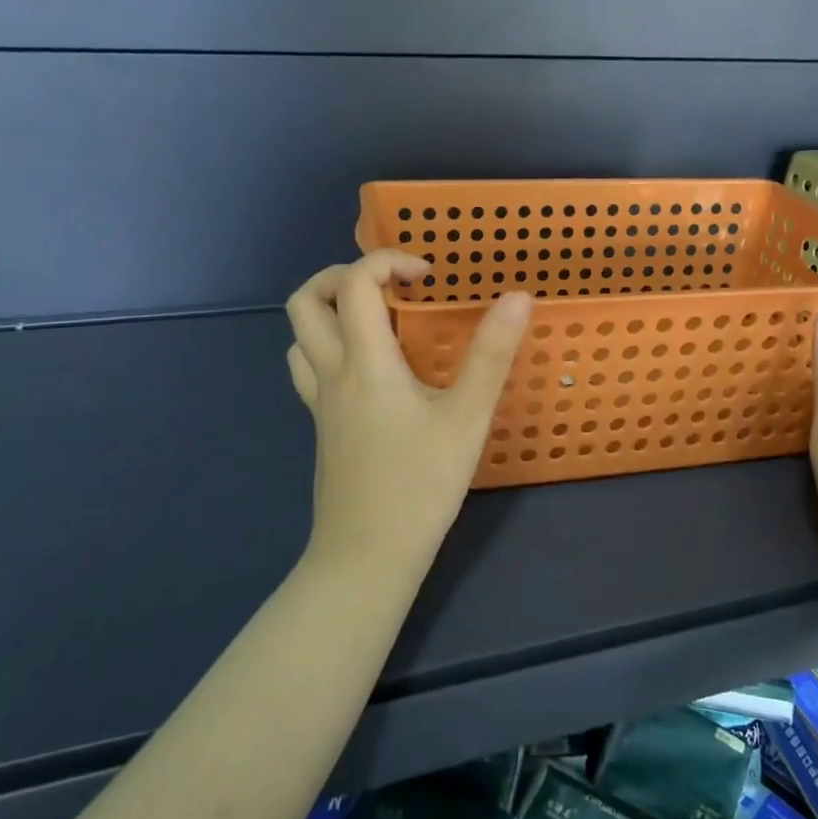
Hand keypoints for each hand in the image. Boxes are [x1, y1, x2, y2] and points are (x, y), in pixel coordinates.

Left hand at [285, 251, 532, 574]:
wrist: (366, 557)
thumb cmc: (420, 485)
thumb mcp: (467, 418)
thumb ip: (492, 354)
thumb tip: (518, 296)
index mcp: (365, 362)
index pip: (355, 283)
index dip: (388, 261)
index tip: (428, 276)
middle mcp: (332, 373)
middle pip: (304, 301)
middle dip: (342, 275)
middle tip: (391, 287)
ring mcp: (320, 402)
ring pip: (300, 336)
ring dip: (331, 311)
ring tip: (380, 321)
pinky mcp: (322, 426)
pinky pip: (310, 368)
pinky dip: (331, 347)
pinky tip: (371, 370)